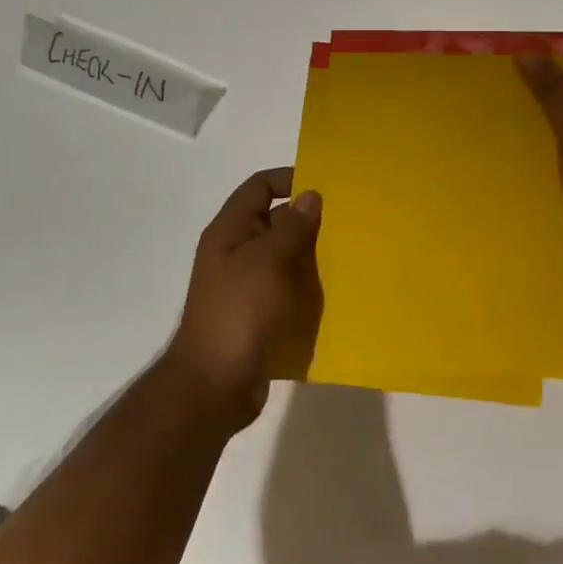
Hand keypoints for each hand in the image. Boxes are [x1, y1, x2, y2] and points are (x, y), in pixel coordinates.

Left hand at [166, 168, 321, 431]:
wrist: (214, 385)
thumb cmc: (239, 311)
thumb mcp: (267, 261)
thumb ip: (291, 226)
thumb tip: (310, 195)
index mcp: (230, 231)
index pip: (260, 186)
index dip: (289, 178)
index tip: (326, 186)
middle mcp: (235, 252)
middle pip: (274, 220)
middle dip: (308, 219)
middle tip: (347, 221)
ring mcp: (245, 284)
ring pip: (284, 255)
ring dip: (311, 254)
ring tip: (348, 253)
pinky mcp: (257, 313)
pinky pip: (286, 287)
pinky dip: (306, 285)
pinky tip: (333, 290)